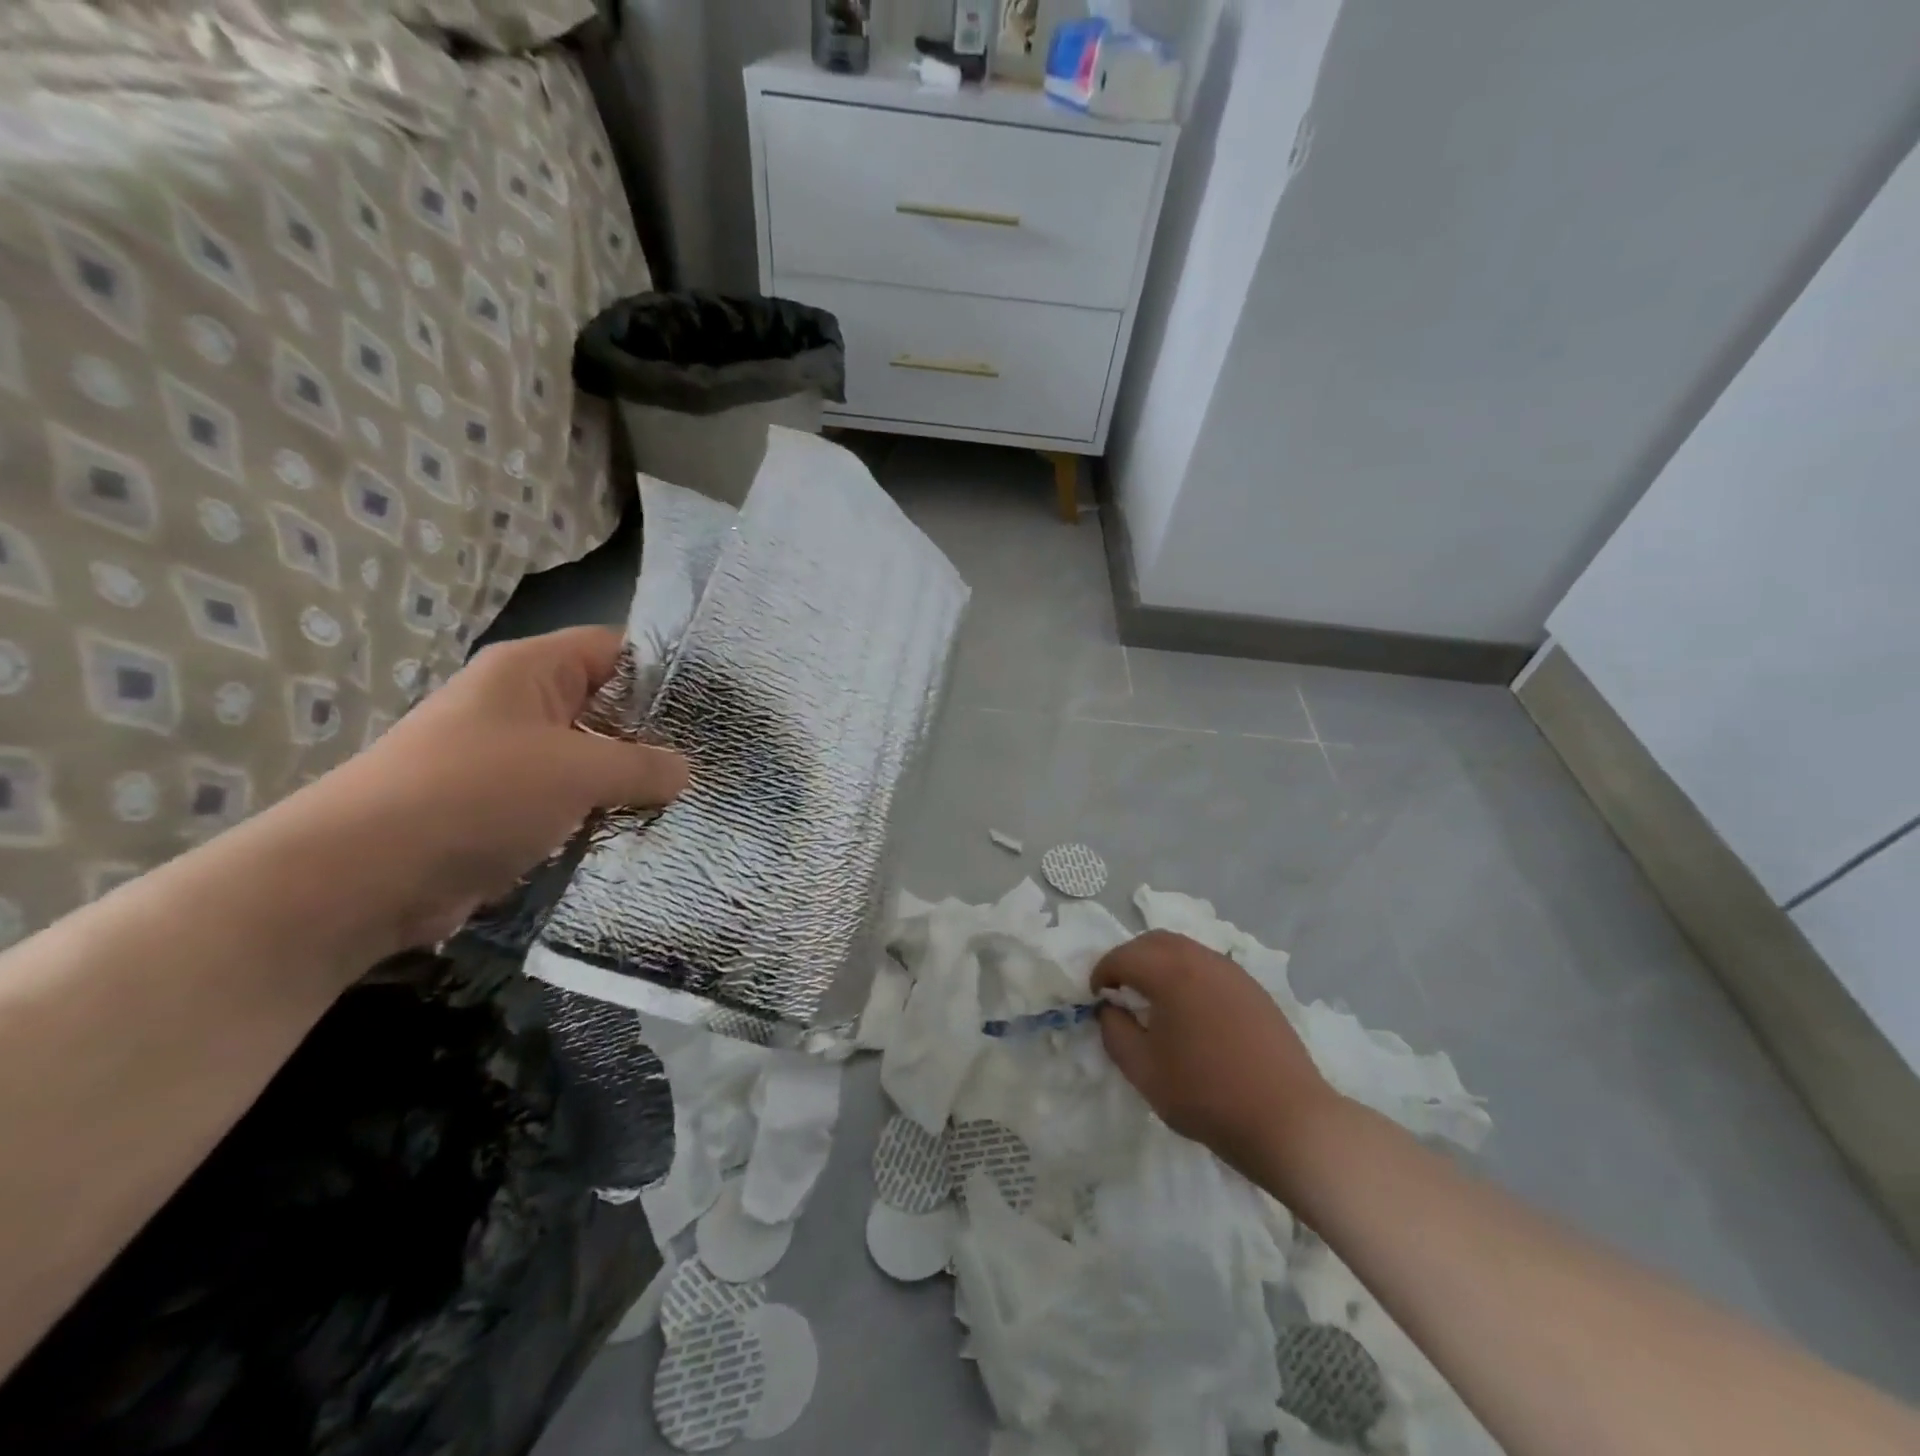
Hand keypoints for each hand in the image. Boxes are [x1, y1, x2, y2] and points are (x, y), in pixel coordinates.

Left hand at [286, 627, 688, 957]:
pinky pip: (570, 802)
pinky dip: (603, 815)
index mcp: (532, 671)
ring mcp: (512, 760)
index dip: (668, 671)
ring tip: (695, 799)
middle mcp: (523, 706)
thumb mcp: (576, 771)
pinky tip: (647, 832)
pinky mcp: (506, 809)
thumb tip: (684, 772)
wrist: (360, 878)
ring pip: (592, 760)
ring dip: (632, 782)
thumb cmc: (475, 794)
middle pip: (609, 708)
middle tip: (718, 758)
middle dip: (658, 735)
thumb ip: (642, 766)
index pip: (618, 650)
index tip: (717, 703)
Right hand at [1093, 930, 1338, 1178]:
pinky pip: (1209, 968)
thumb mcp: (1144, 1071)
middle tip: (1120, 992)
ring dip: (1160, 965)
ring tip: (1155, 1002)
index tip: (1096, 998)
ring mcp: (1233, 972)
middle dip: (1130, 960)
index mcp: (1170, 972)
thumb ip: (1115, 1032)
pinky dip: (1188, 976)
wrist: (1289, 1121)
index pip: (1123, 957)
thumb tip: (1110, 1009)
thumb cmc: (1207, 1095)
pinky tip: (1192, 1014)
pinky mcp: (1254, 990)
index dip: (1102, 973)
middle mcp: (1201, 959)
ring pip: (1185, 950)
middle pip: (1154, 942)